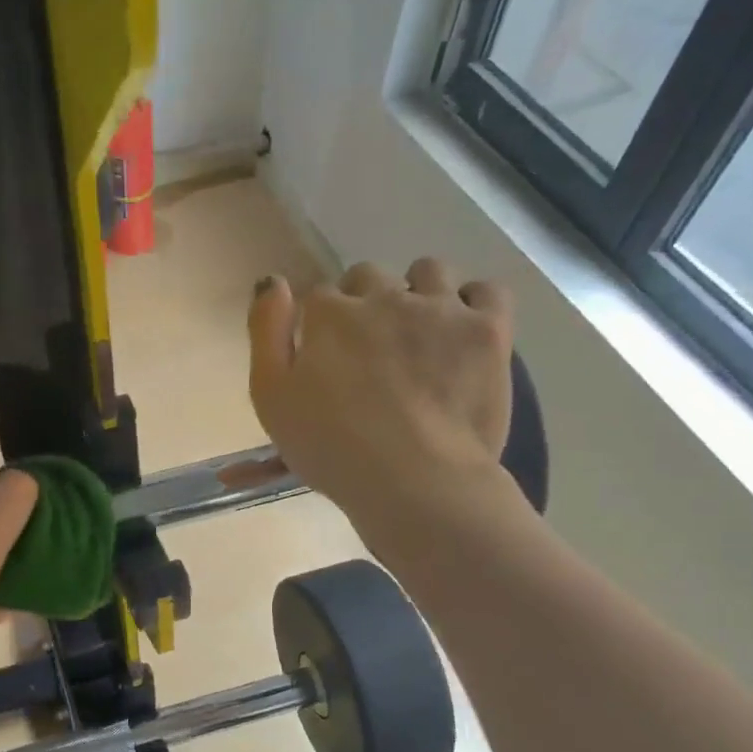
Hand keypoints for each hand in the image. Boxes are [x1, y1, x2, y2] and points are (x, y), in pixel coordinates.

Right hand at [248, 259, 519, 539]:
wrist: (413, 480)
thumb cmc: (331, 447)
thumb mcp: (270, 397)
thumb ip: (265, 333)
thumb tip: (272, 281)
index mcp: (329, 314)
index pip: (319, 296)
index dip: (320, 325)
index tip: (324, 356)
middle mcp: (384, 296)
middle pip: (368, 276)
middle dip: (364, 302)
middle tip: (368, 350)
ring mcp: (440, 309)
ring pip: (428, 271)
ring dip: (417, 292)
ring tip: (418, 334)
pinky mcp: (487, 329)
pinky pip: (486, 290)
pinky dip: (473, 303)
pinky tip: (461, 330)